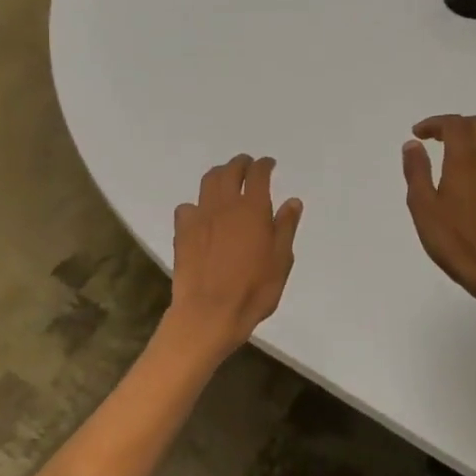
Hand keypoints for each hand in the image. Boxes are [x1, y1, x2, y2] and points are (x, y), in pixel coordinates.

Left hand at [168, 155, 302, 356]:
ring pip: (208, 182)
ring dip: (219, 175)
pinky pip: (187, 207)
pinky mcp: (182, 231)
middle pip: (230, 171)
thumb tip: (292, 201)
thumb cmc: (253, 290)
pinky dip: (197, 204)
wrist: (209, 312)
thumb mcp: (281, 260)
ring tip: (225, 178)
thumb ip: (285, 227)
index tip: (269, 164)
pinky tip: (201, 214)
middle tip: (247, 165)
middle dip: (240, 164)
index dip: (264, 165)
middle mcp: (225, 204)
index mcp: (253, 208)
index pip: (258, 174)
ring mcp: (201, 216)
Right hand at [403, 115, 475, 309]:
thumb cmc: (453, 240)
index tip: (418, 134)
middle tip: (435, 139)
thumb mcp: (423, 207)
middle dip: (455, 125)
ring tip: (458, 150)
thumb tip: (413, 145)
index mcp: (465, 161)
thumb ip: (416, 172)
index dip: (434, 123)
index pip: (454, 124)